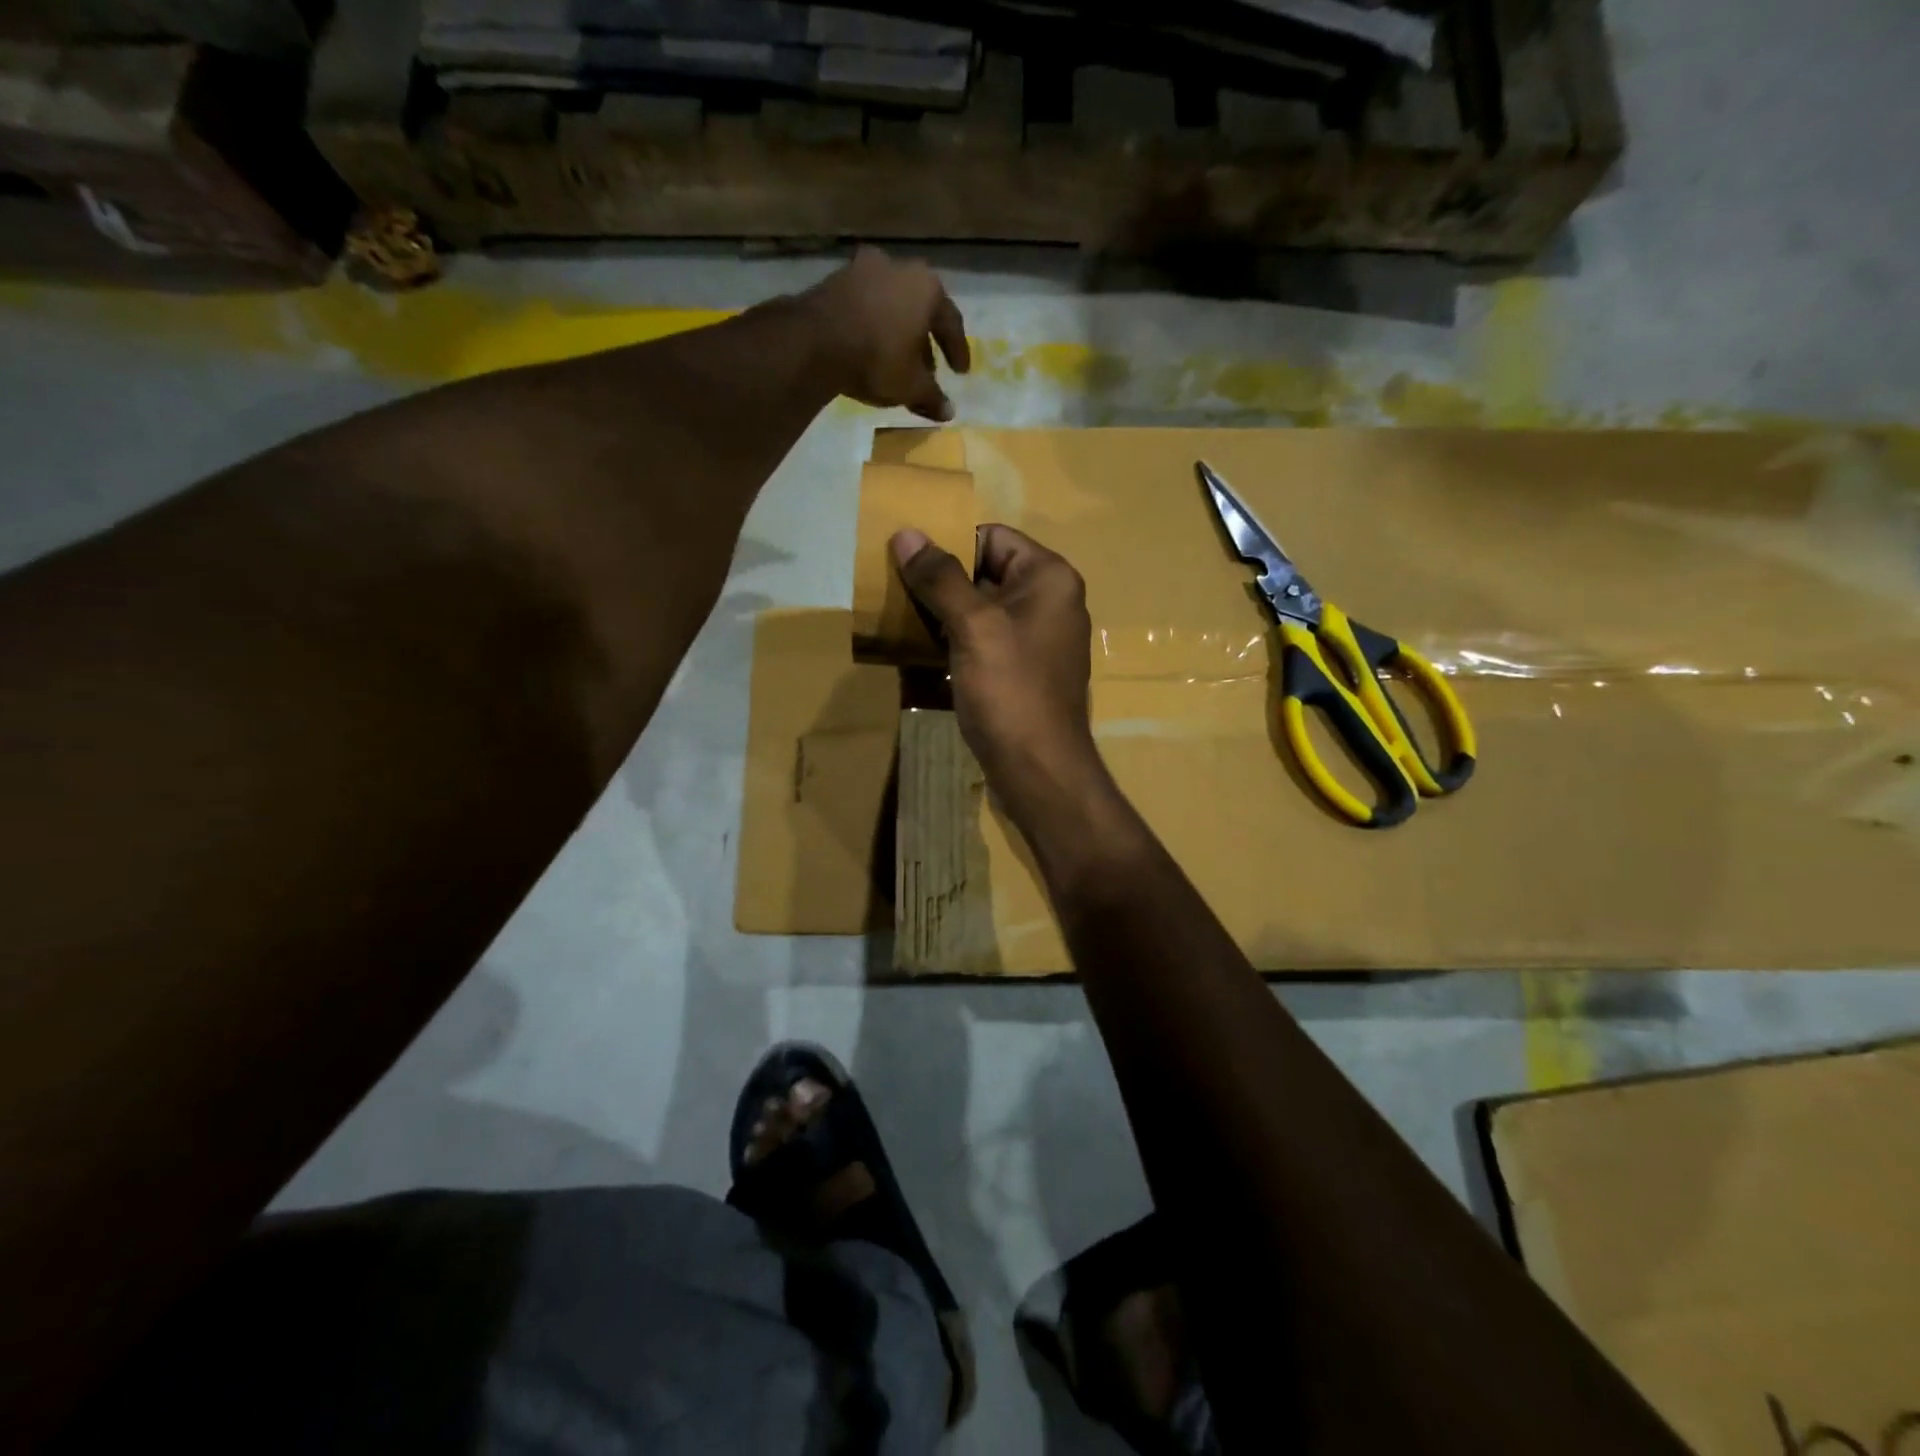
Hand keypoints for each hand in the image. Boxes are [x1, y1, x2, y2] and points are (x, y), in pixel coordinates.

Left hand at [798, 247, 970, 421]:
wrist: (815, 342)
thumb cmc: (877, 359)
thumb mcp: (911, 386)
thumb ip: (932, 397)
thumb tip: (948, 412)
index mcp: (926, 287)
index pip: (951, 321)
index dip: (957, 351)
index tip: (960, 373)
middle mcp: (898, 267)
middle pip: (919, 308)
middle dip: (925, 340)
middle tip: (928, 369)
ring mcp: (862, 269)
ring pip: (890, 304)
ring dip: (898, 332)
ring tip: (898, 360)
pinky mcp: (834, 280)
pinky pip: (865, 306)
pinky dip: (873, 326)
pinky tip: (871, 348)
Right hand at [891, 524, 1110, 818]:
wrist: (1039, 769)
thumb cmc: (1010, 690)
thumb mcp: (973, 626)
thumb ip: (940, 577)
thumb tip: (907, 533)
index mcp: (1049, 578)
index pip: (992, 537)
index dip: (949, 544)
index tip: (906, 563)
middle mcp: (1049, 601)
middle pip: (985, 571)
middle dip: (940, 582)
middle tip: (894, 591)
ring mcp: (1037, 639)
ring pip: (981, 610)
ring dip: (942, 614)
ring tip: (899, 620)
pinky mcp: (1022, 671)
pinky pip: (984, 642)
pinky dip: (955, 642)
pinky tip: (921, 653)